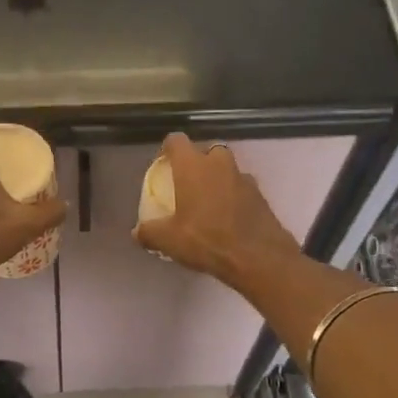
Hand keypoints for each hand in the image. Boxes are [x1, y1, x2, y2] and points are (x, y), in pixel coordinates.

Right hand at [133, 133, 302, 287]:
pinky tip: (227, 217)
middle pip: (205, 150)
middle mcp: (219, 163)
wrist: (257, 257)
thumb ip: (149, 232)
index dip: (167, 149)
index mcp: (193, 166)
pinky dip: (233, 195)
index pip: (176, 141)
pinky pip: (241, 187)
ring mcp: (243, 177)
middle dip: (196, 163)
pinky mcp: (260, 194)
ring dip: (217, 179)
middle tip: (187, 184)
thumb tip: (137, 232)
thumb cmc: (206, 240)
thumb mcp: (168, 240)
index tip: (163, 165)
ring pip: (226, 168)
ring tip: (208, 203)